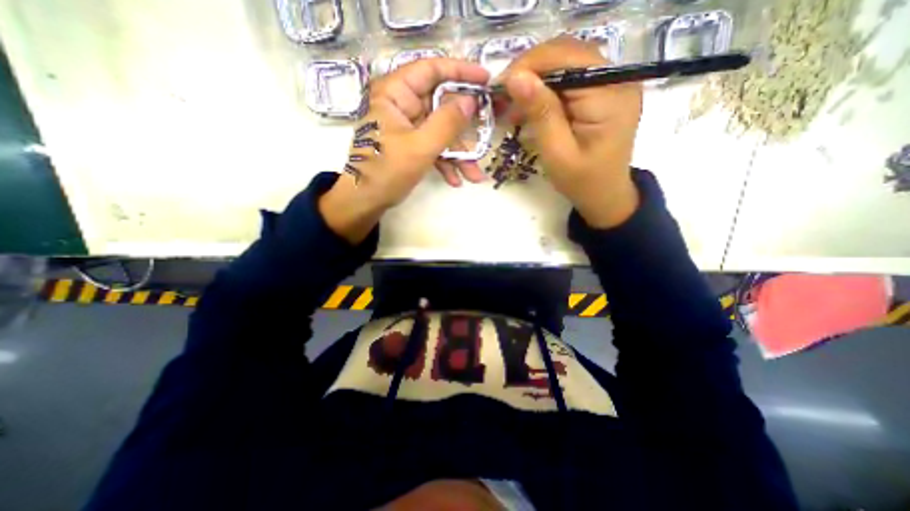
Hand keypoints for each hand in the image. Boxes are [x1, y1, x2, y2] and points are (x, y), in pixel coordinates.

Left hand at [320, 60, 490, 242]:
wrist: (366, 201)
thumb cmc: (387, 171)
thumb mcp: (421, 146)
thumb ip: (447, 122)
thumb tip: (471, 101)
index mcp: (395, 94)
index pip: (431, 70)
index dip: (460, 71)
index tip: (486, 80)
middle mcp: (402, 105)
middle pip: (441, 106)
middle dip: (464, 129)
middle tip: (487, 134)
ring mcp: (408, 127)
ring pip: (441, 131)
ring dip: (459, 155)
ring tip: (474, 176)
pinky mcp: (411, 145)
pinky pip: (434, 147)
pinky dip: (446, 163)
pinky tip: (456, 180)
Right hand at [500, 37, 641, 226]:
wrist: (605, 194)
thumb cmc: (582, 181)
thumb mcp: (557, 153)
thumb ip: (541, 114)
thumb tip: (516, 78)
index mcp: (610, 95)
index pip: (567, 58)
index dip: (530, 65)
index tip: (501, 86)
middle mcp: (617, 79)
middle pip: (568, 54)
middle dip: (531, 71)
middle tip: (504, 95)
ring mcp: (612, 83)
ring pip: (566, 63)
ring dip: (537, 79)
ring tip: (514, 103)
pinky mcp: (603, 92)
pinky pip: (570, 78)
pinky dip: (546, 89)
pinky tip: (531, 106)